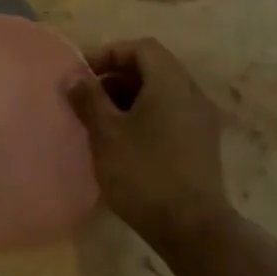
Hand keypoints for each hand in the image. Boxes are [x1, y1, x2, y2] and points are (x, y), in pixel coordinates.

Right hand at [65, 39, 228, 241]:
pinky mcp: (202, 144)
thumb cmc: (143, 173)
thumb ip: (89, 99)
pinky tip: (124, 142)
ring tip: (101, 121)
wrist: (191, 227)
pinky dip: (146, 116)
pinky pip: (171, 114)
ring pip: (162, 93)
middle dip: (117, 77)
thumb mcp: (106, 133)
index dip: (110, 54)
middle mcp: (192, 94)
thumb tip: (74, 76)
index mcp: (171, 83)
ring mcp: (201, 120)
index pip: (142, 48)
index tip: (83, 75)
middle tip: (88, 98)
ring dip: (130, 98)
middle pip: (153, 68)